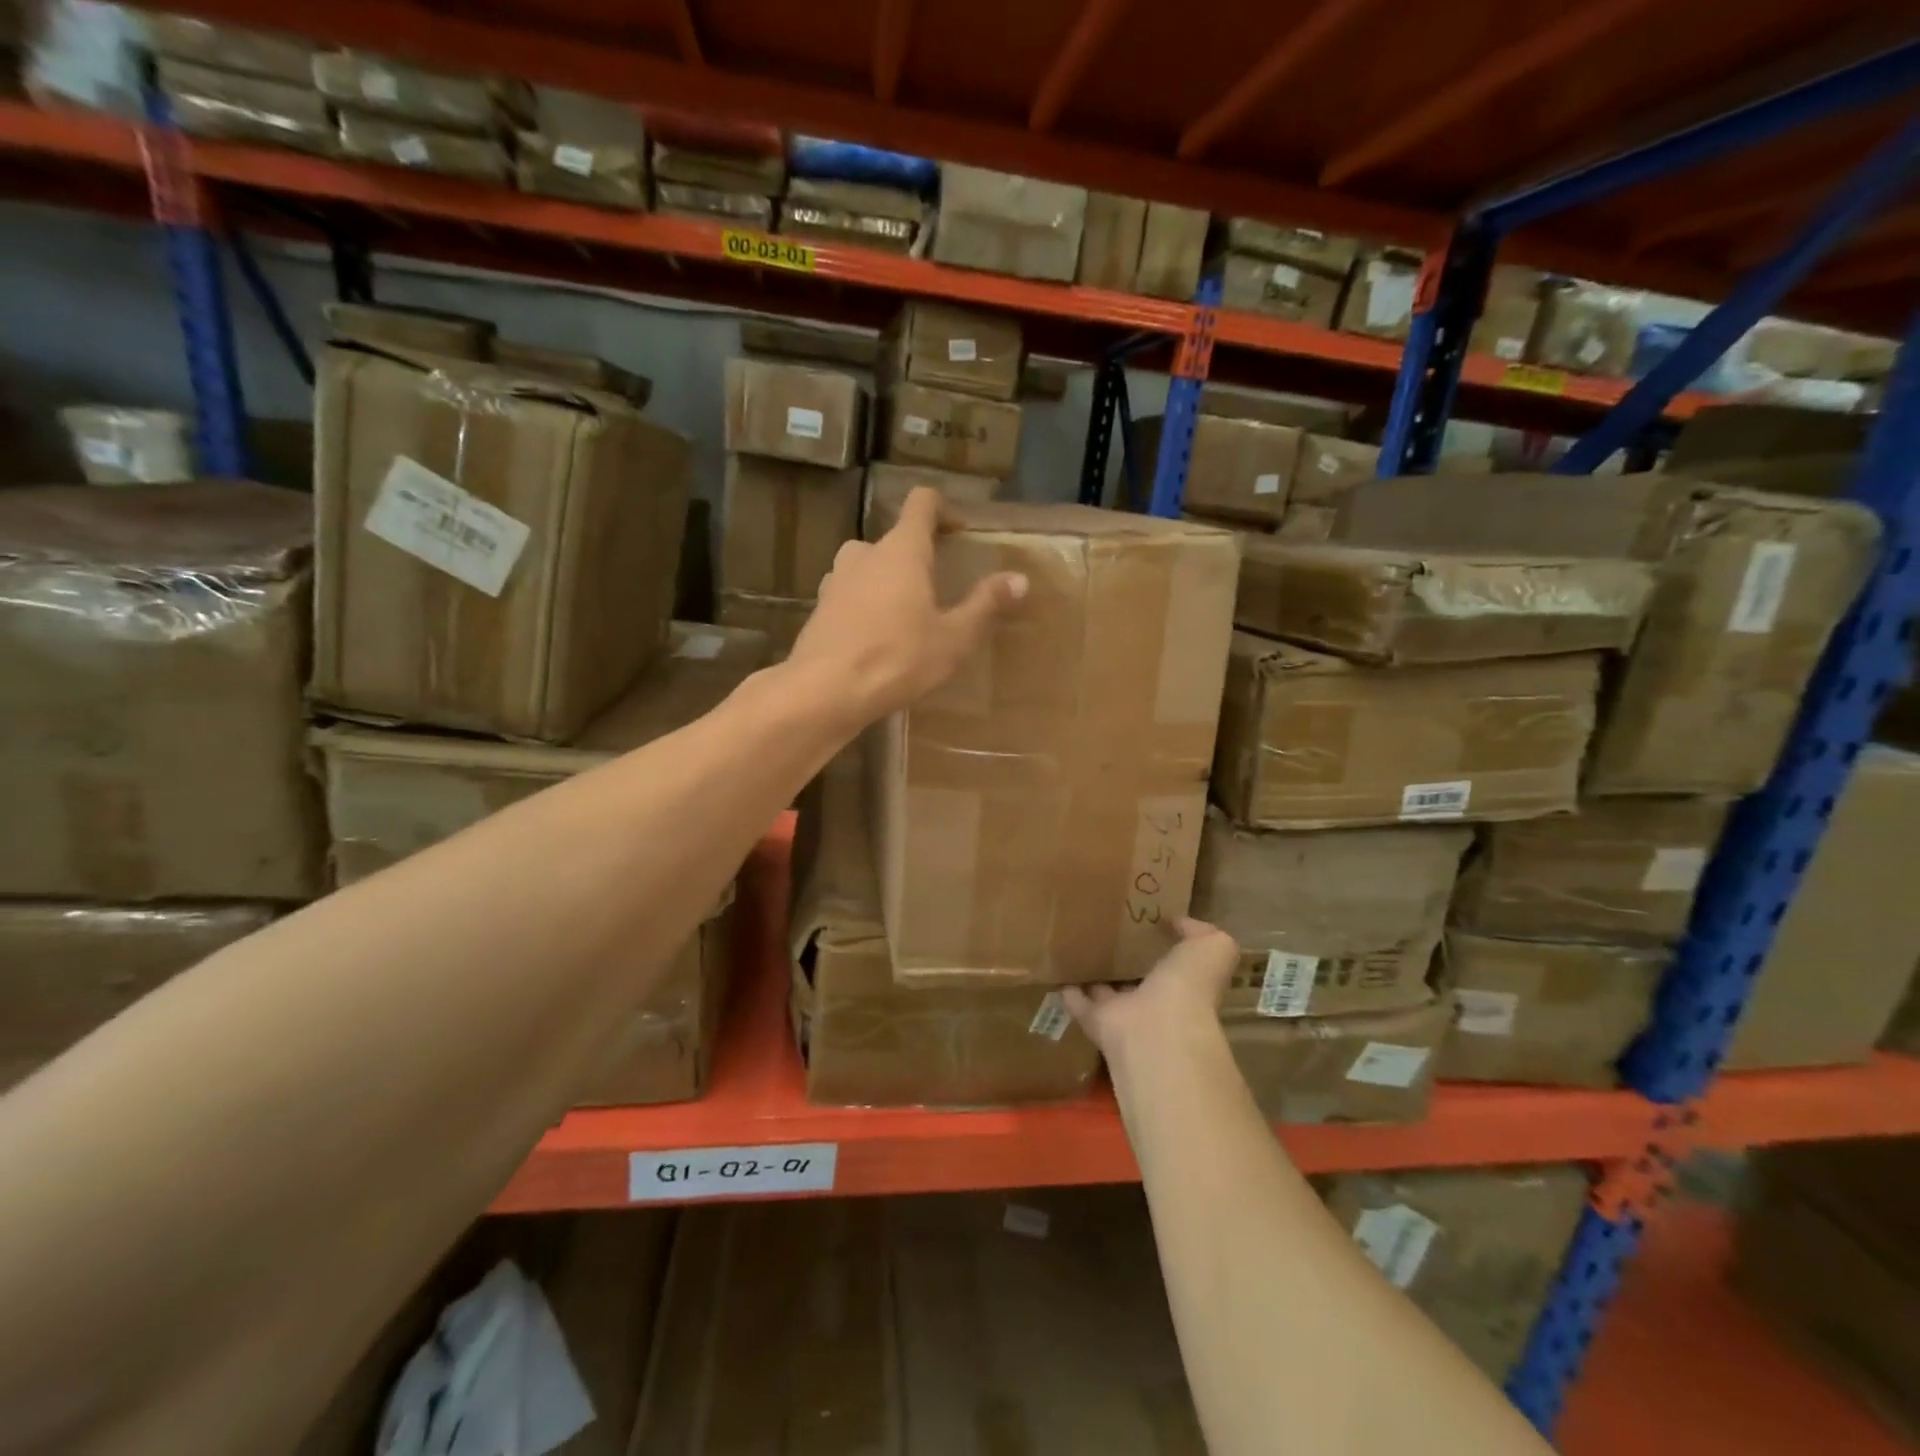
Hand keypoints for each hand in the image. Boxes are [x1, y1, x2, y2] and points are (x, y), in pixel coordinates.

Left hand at [787, 487, 1026, 723]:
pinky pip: (850, 596)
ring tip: (907, 617)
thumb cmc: (897, 659)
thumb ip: (985, 605)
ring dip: (888, 583)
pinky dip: (866, 607)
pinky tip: (877, 641)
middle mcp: (864, 554)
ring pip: (868, 568)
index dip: (942, 509)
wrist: (824, 692)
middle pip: (895, 540)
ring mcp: (836, 580)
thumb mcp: (952, 638)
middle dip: (916, 557)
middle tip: (937, 589)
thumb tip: (1019, 579)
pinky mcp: (819, 609)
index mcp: (902, 550)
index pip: (922, 503)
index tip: (959, 531)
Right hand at [1062, 918, 1238, 1058]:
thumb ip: (1200, 931)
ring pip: (1107, 992)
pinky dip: (1068, 990)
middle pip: (1138, 979)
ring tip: (1076, 947)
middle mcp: (1155, 1003)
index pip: (1173, 965)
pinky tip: (1056, 970)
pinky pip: (1079, 1004)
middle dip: (1125, 961)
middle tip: (1105, 931)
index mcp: (1184, 984)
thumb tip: (1177, 921)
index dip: (1162, 946)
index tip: (1143, 924)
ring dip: (1095, 975)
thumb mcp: (1211, 947)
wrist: (1158, 1029)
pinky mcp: (1097, 1023)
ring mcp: (1125, 1015)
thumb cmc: (1189, 985)